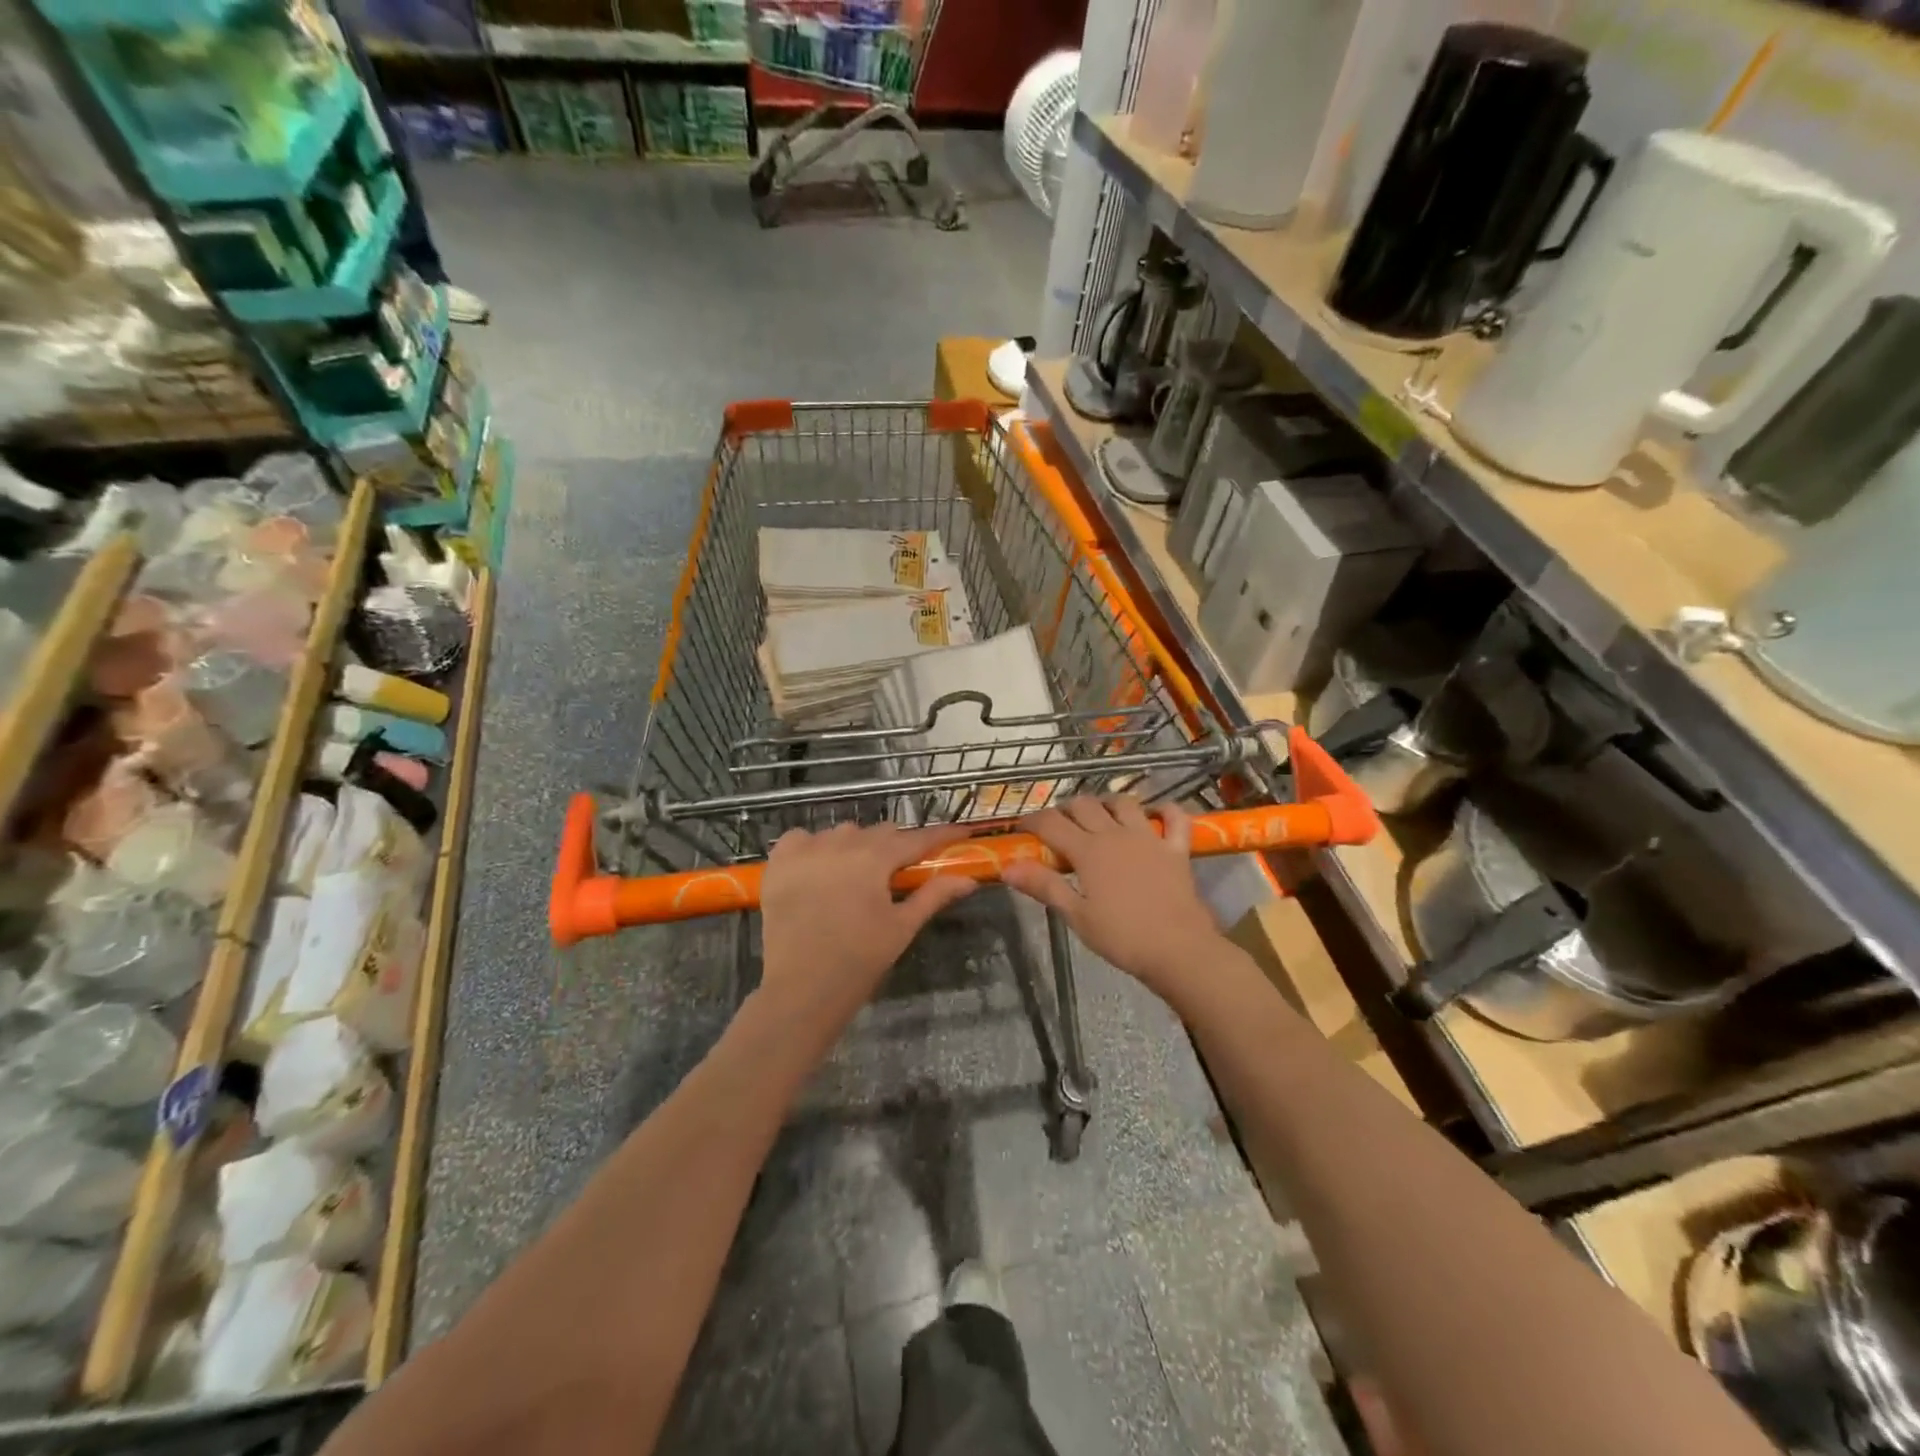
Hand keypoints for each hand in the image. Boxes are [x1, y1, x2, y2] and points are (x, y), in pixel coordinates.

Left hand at [758, 820, 977, 1036]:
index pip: (917, 838)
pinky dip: (813, 847)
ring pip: (841, 833)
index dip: (942, 835)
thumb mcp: (902, 927)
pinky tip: (817, 869)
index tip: (962, 832)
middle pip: (879, 833)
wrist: (802, 989)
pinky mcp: (779, 862)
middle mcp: (841, 843)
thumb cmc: (860, 960)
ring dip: (855, 847)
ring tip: (856, 875)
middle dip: (895, 847)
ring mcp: (806, 849)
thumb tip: (969, 880)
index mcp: (875, 858)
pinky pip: (801, 839)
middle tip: (899, 871)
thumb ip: (934, 896)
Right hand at [1002, 797, 1223, 999]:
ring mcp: (1149, 837)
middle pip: (1085, 805)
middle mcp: (1115, 834)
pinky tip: (1155, 815)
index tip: (1023, 829)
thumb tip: (1008, 867)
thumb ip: (1044, 886)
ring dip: (1107, 803)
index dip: (1032, 821)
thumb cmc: (1122, 937)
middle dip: (1066, 809)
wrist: (1178, 949)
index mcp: (1088, 851)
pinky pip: (1173, 817)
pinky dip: (1164, 810)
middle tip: (1058, 826)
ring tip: (1100, 816)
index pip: (1051, 823)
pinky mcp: (1176, 848)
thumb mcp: (1076, 915)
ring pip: (1124, 802)